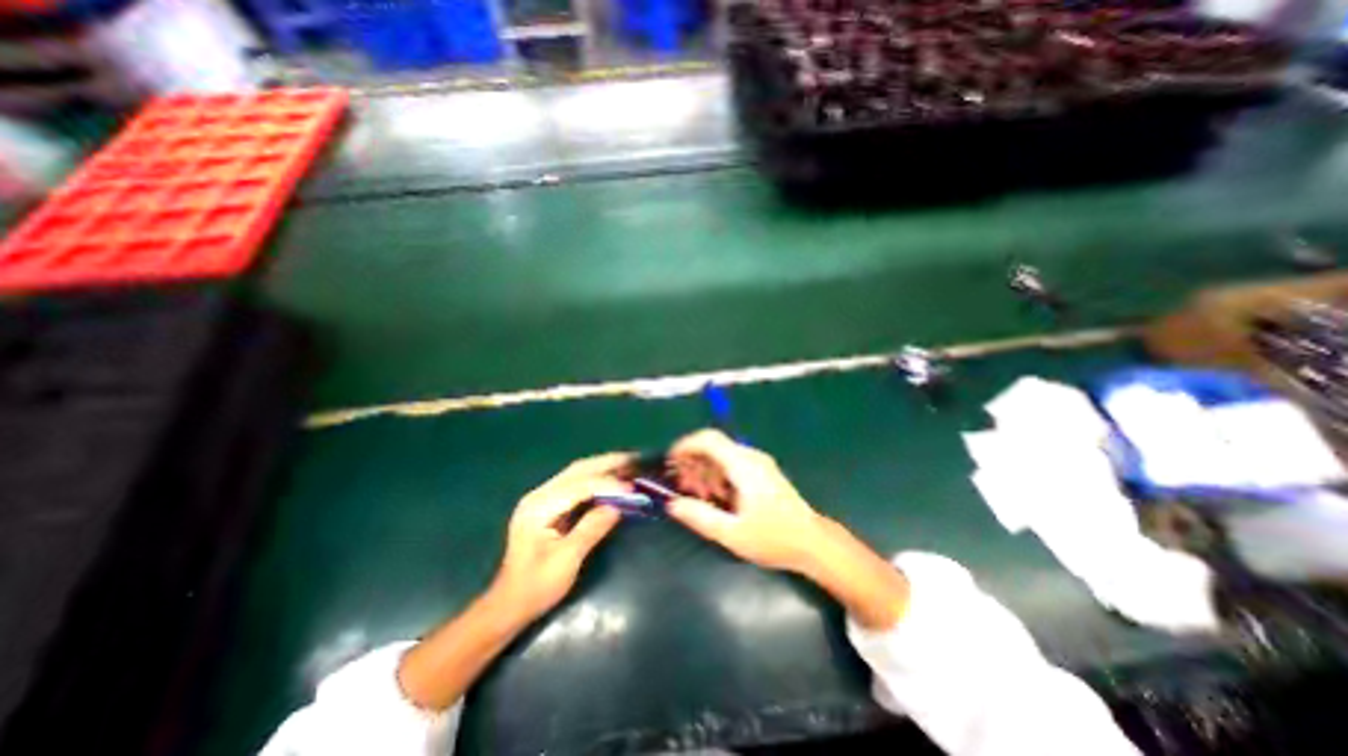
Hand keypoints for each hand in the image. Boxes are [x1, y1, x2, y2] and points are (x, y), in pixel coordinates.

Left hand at [495, 451, 629, 622]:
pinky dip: (597, 478)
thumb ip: (591, 529)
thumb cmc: (536, 586)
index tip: (632, 489)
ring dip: (603, 467)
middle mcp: (539, 495)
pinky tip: (612, 479)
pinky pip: (577, 483)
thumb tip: (617, 507)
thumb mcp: (566, 560)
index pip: (579, 486)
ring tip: (628, 464)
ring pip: (578, 473)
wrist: (509, 604)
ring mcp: (543, 498)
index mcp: (539, 507)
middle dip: (607, 464)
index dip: (607, 484)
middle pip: (578, 470)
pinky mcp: (549, 505)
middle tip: (634, 460)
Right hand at [662, 430, 822, 569]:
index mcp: (743, 466)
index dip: (686, 445)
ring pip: (722, 456)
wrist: (813, 543)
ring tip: (699, 497)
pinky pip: (733, 464)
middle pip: (714, 446)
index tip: (670, 461)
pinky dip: (718, 476)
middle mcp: (751, 457)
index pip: (709, 439)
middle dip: (693, 463)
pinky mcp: (763, 472)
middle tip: (682, 487)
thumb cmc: (774, 539)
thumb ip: (700, 517)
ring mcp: (759, 463)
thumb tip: (672, 504)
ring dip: (705, 471)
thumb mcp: (732, 534)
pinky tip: (717, 499)